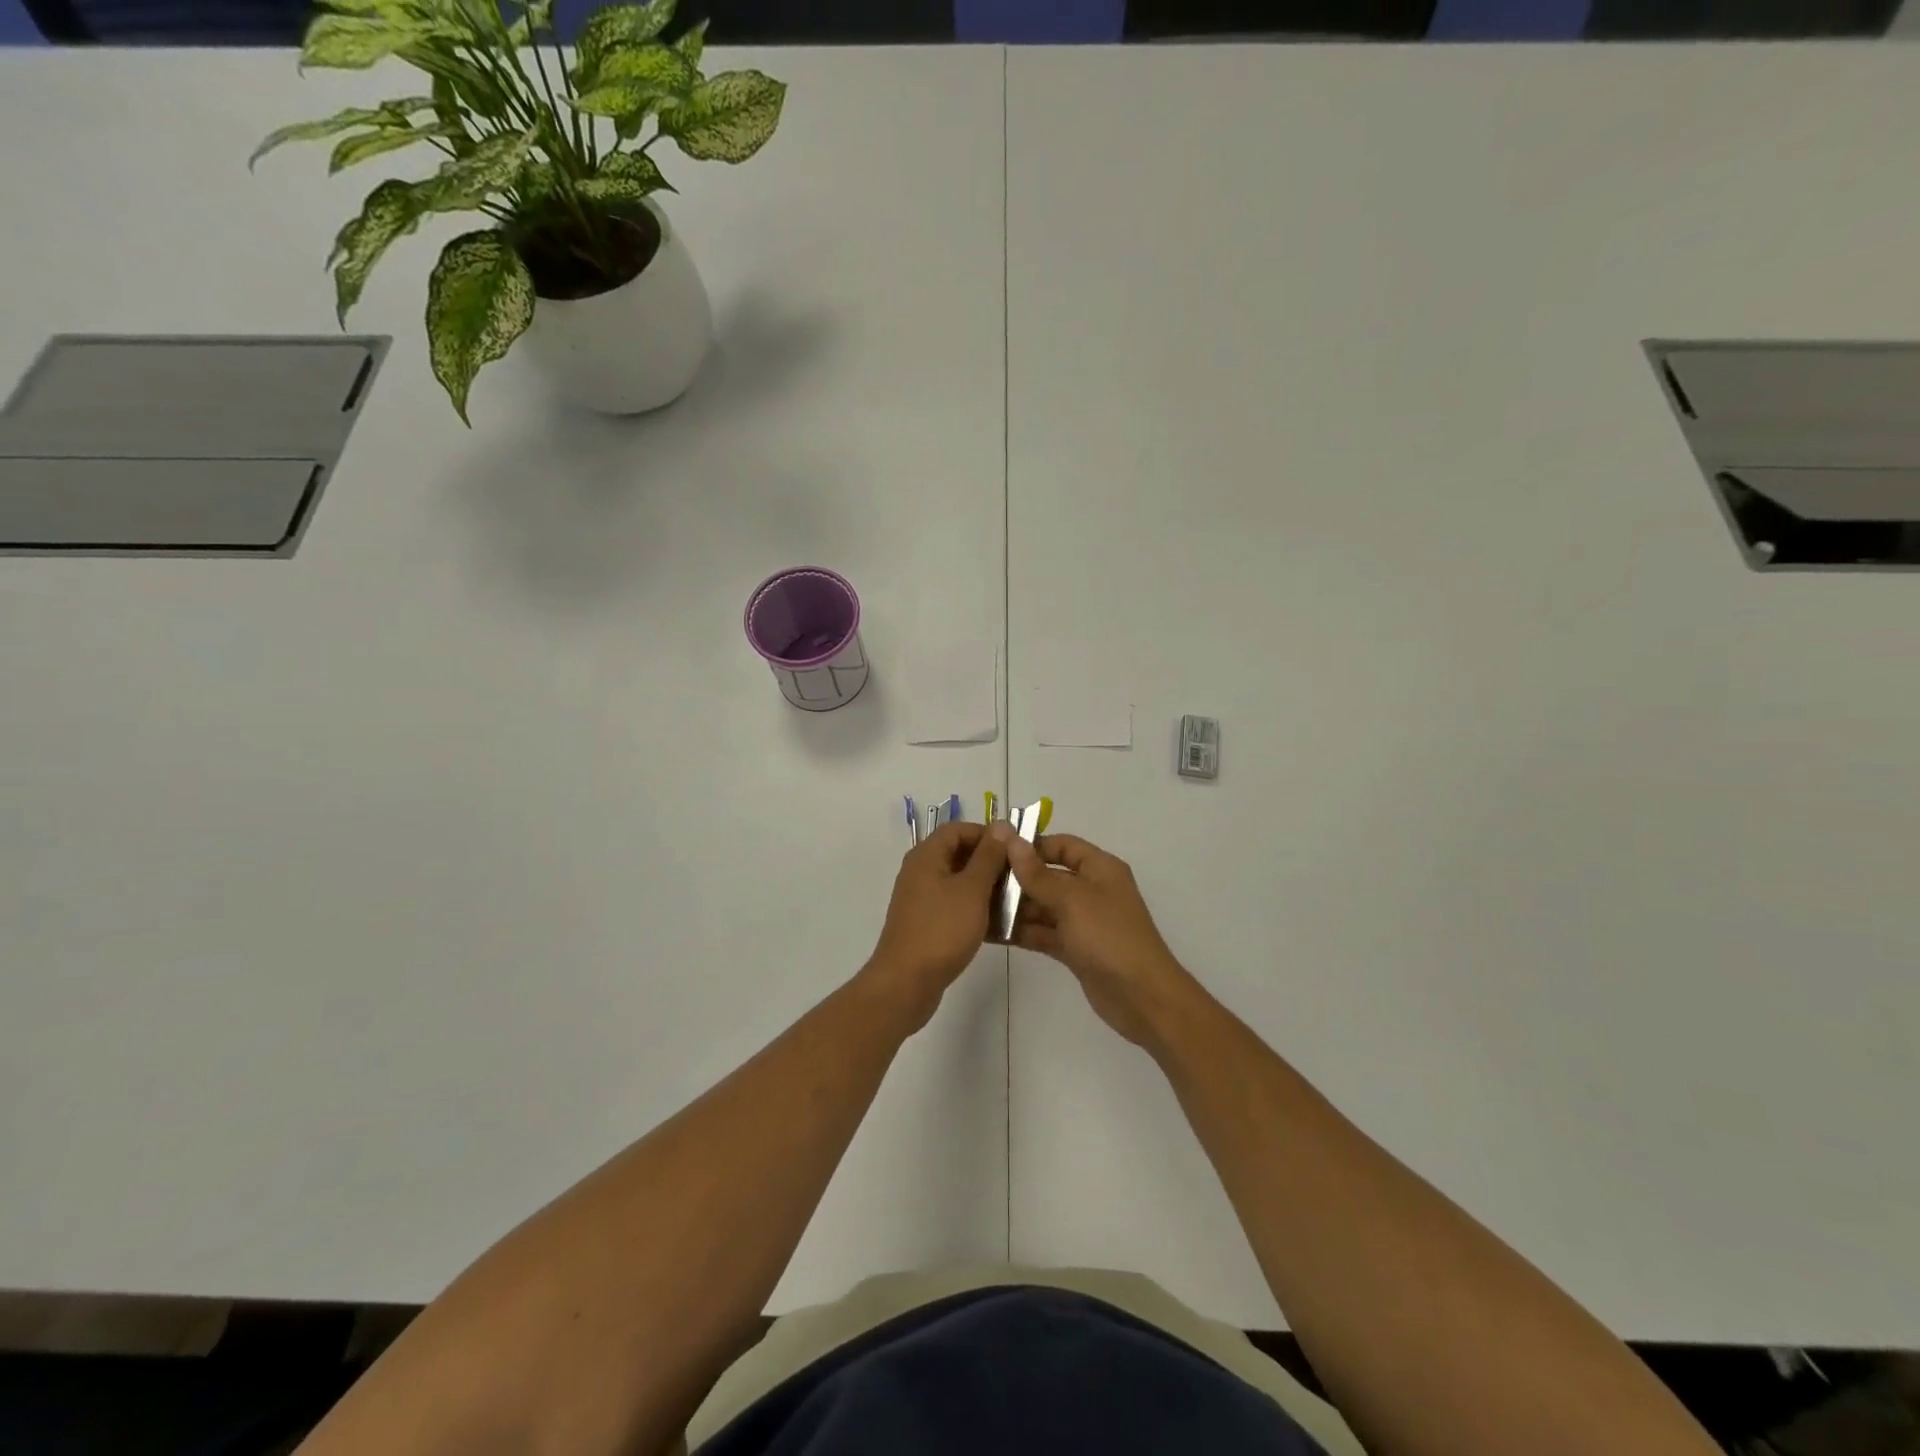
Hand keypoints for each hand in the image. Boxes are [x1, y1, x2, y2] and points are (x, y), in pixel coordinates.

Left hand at [865, 821, 1008, 1030]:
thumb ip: (989, 856)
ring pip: (959, 883)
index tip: (1015, 850)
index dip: (987, 834)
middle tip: (1020, 876)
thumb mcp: (972, 889)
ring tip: (1016, 901)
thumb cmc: (942, 929)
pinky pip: (955, 906)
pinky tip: (999, 925)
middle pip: (959, 854)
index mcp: (927, 856)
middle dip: (991, 862)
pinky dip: (975, 909)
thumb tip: (1002, 825)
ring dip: (986, 888)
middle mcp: (921, 872)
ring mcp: (922, 899)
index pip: (959, 829)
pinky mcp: (926, 923)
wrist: (906, 982)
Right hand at [996, 825, 1194, 1049]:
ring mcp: (1083, 921)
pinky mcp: (1075, 949)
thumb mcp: (1071, 899)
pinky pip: (1044, 932)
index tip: (995, 851)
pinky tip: (991, 932)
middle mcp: (1091, 890)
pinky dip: (1022, 932)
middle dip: (1016, 879)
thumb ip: (1037, 873)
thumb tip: (1011, 839)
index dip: (1031, 845)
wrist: (1142, 997)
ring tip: (976, 908)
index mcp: (1099, 868)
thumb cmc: (1109, 936)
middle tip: (976, 883)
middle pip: (1048, 876)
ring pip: (1043, 906)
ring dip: (1014, 907)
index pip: (1062, 845)